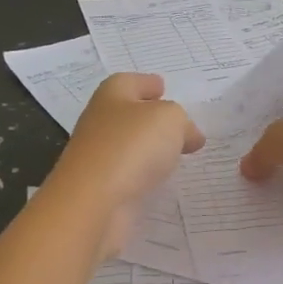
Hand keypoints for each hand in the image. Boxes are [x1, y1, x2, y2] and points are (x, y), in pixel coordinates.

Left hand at [45, 73, 203, 256]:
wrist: (93, 201)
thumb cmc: (132, 146)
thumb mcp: (170, 119)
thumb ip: (183, 122)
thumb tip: (189, 136)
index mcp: (112, 95)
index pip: (131, 82)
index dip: (148, 83)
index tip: (163, 87)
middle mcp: (101, 122)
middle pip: (128, 113)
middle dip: (152, 117)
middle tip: (179, 124)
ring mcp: (98, 156)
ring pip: (129, 145)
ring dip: (149, 148)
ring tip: (177, 153)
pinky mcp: (101, 187)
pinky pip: (129, 173)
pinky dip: (144, 173)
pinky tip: (161, 179)